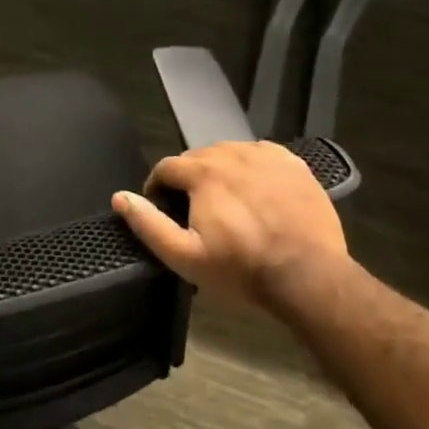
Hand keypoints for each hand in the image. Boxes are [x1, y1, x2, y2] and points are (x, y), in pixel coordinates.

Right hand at [112, 140, 349, 315]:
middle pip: (199, 157)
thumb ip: (149, 224)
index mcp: (203, 173)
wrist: (307, 275)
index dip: (158, 186)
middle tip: (195, 210)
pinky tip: (256, 190)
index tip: (162, 207)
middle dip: (190, 178)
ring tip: (226, 200)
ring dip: (220, 170)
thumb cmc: (241, 268)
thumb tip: (120, 197)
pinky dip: (252, 167)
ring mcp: (267, 156)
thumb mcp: (185, 256)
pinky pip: (263, 155)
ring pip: (231, 153)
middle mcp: (232, 154)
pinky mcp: (294, 165)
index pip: (167, 167)